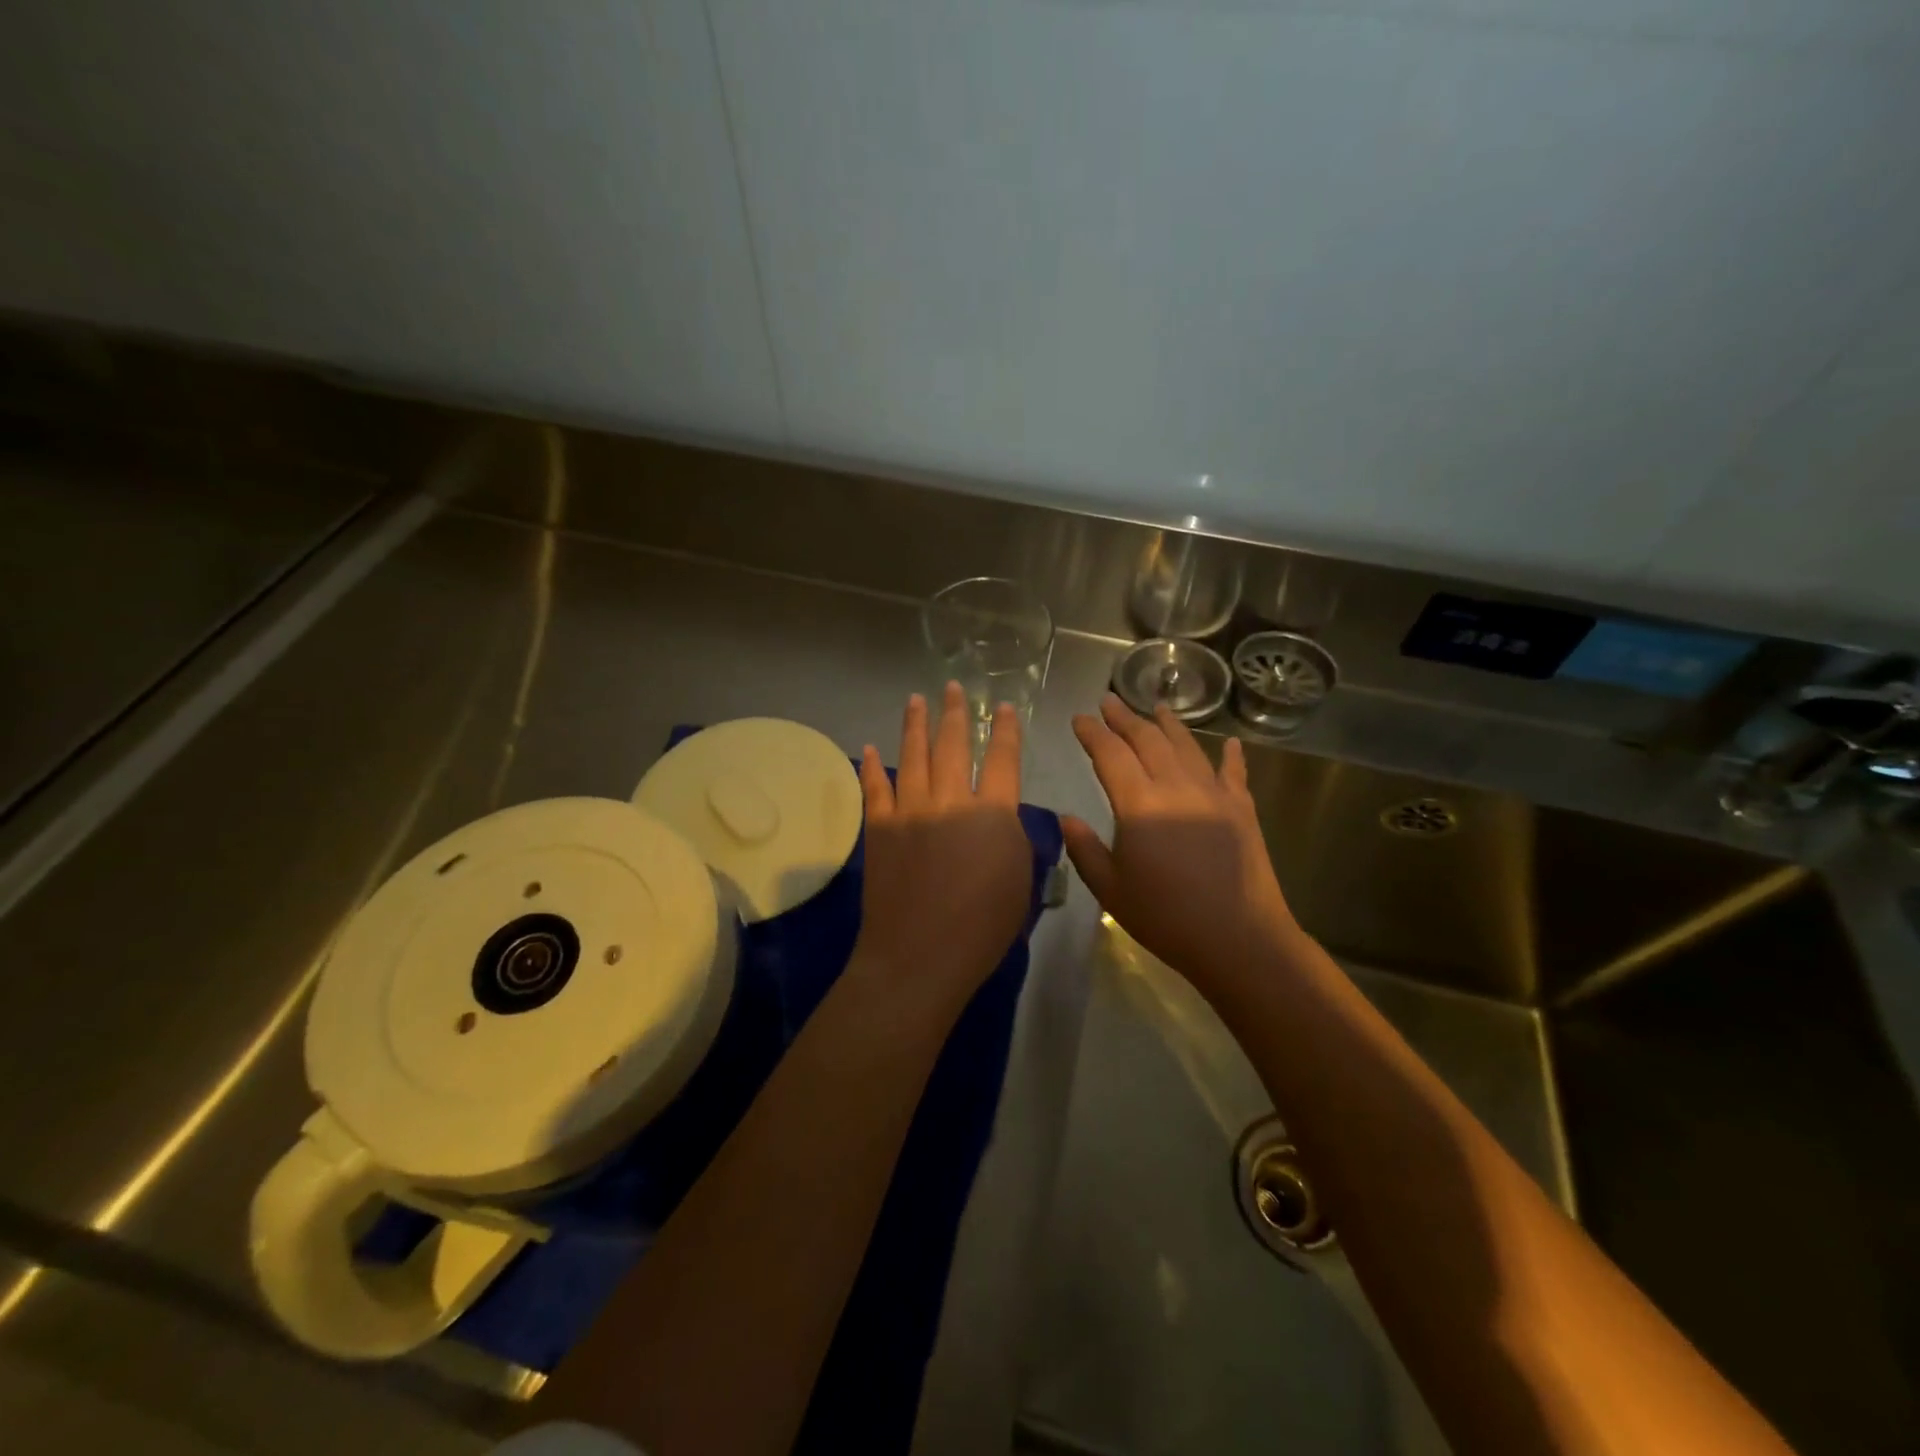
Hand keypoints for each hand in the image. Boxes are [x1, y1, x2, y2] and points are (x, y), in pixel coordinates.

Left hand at [853, 684, 1032, 1017]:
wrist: (919, 954)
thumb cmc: (981, 927)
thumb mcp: (1020, 882)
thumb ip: (1013, 840)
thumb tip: (1002, 818)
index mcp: (992, 813)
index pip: (1003, 760)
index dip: (1005, 730)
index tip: (1003, 707)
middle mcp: (951, 800)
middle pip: (954, 745)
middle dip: (955, 713)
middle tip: (953, 688)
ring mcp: (910, 810)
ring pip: (914, 755)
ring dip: (916, 724)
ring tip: (917, 699)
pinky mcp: (879, 827)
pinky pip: (875, 787)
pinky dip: (873, 765)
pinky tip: (872, 747)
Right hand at [1064, 694, 1298, 994]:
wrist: (1239, 938)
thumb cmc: (1166, 917)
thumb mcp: (1111, 890)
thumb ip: (1084, 849)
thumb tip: (1066, 818)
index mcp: (1139, 804)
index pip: (1110, 754)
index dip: (1092, 733)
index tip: (1079, 718)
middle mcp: (1176, 786)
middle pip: (1147, 739)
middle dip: (1125, 718)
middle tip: (1109, 701)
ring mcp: (1214, 794)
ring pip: (1187, 746)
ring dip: (1168, 724)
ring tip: (1156, 707)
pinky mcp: (1242, 809)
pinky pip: (1234, 772)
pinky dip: (1231, 755)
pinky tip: (1230, 742)